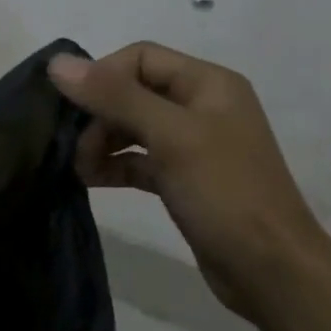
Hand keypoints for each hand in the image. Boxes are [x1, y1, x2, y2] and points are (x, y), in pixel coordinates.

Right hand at [48, 43, 330, 323]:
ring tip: (80, 168)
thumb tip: (57, 63)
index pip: (140, 58)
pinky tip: (92, 180)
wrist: (273, 273)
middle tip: (75, 146)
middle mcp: (201, 106)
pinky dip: (114, 164)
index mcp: (208, 83)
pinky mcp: (184, 178)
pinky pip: (139, 158)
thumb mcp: (169, 136)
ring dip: (102, 141)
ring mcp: (193, 144)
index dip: (103, 76)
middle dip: (99, 115)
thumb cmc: (225, 192)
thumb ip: (114, 96)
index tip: (76, 108)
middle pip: (133, 91)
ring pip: (132, 126)